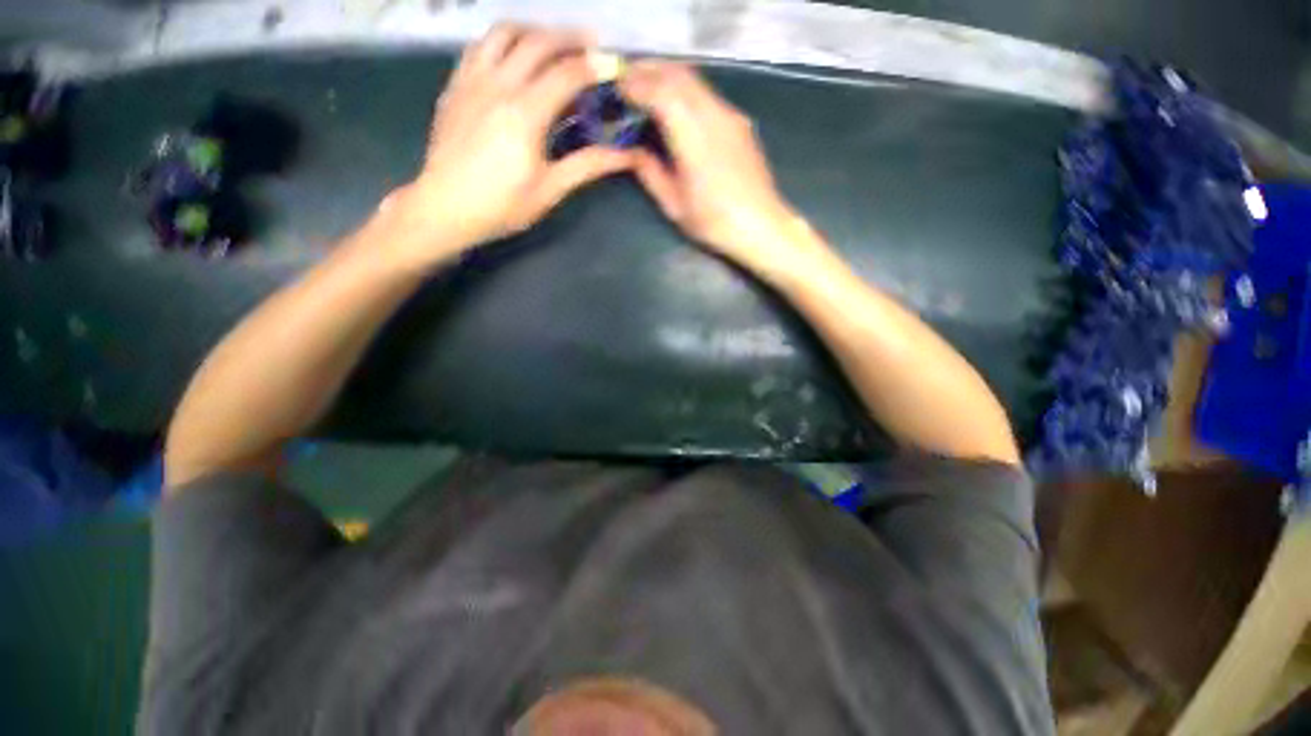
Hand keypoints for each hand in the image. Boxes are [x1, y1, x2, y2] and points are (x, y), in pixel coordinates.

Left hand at [393, 24, 633, 256]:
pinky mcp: (455, 85)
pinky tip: (513, 57)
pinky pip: (479, 46)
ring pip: (504, 33)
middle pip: (538, 41)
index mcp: (525, 112)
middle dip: (570, 38)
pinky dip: (503, 42)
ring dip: (534, 31)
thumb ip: (587, 165)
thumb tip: (625, 156)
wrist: (445, 207)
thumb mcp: (550, 189)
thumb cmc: (502, 205)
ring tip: (552, 44)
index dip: (594, 66)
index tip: (613, 65)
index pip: (567, 74)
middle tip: (591, 45)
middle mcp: (498, 84)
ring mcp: (472, 80)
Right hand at [620, 62, 811, 270]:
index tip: (614, 88)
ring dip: (667, 77)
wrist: (761, 226)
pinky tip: (675, 108)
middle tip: (625, 82)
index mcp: (694, 137)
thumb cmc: (714, 222)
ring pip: (695, 80)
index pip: (660, 91)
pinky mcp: (739, 122)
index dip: (634, 84)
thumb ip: (650, 172)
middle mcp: (714, 115)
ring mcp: (730, 115)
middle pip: (678, 74)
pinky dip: (685, 90)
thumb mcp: (674, 204)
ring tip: (646, 89)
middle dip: (648, 71)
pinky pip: (707, 93)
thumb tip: (631, 150)